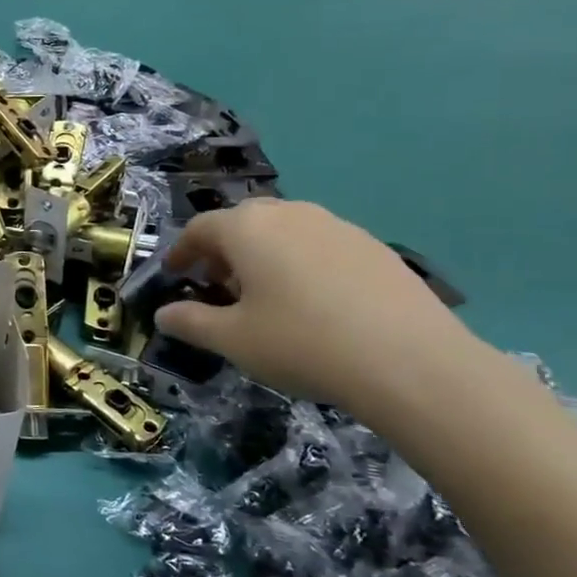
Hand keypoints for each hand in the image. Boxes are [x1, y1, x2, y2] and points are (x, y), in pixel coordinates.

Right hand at [153, 200, 490, 417]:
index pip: (200, 228)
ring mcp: (337, 226)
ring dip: (264, 254)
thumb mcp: (233, 340)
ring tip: (266, 295)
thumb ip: (191, 322)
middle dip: (223, 250)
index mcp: (247, 228)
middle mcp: (290, 214)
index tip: (174, 274)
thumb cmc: (302, 344)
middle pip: (243, 222)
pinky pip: (321, 245)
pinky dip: (302, 263)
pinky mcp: (374, 247)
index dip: (181, 251)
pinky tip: (315, 303)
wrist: (412, 363)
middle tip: (219, 285)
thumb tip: (163, 315)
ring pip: (285, 231)